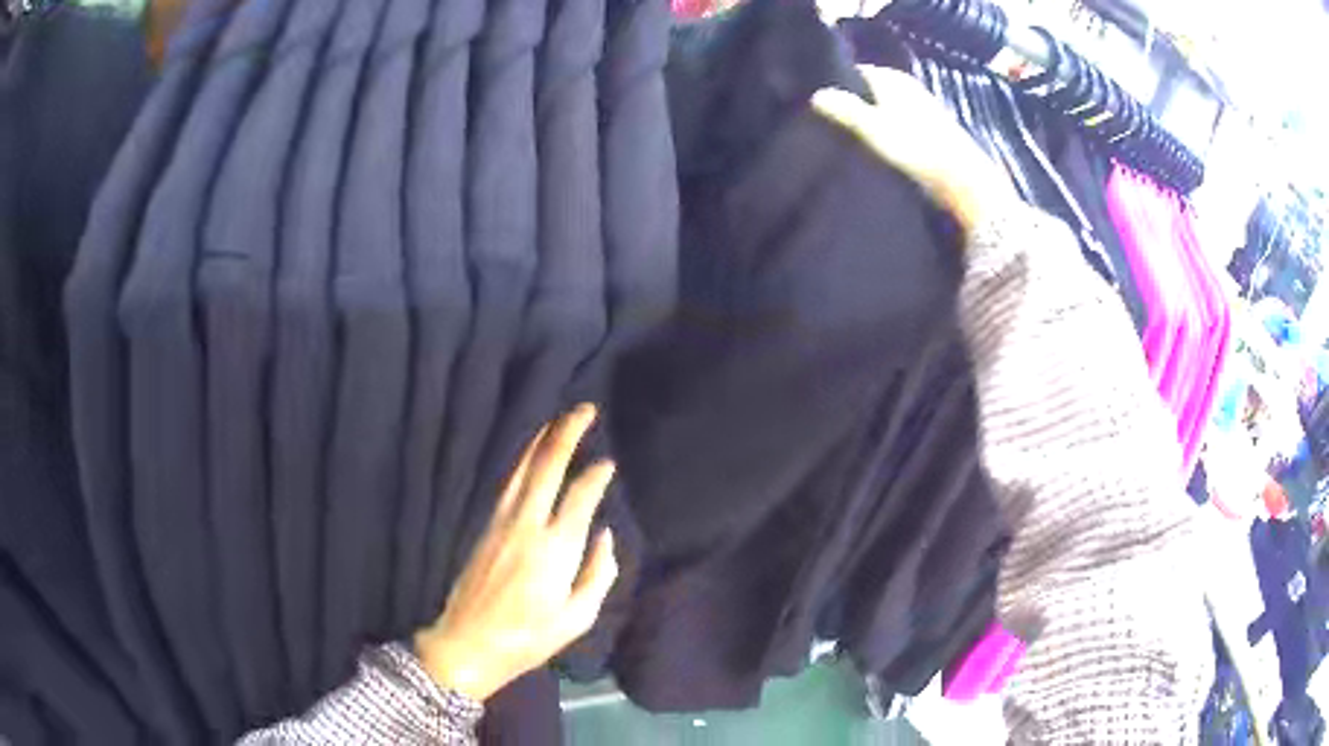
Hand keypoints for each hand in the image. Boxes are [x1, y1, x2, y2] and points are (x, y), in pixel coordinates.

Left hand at [414, 405, 617, 700]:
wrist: (469, 644)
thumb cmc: (529, 638)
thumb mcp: (578, 618)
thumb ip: (598, 573)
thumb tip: (604, 535)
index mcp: (555, 550)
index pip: (580, 497)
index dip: (596, 476)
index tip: (609, 463)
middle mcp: (526, 526)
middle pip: (546, 467)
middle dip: (566, 433)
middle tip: (584, 409)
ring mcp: (500, 523)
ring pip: (521, 469)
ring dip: (539, 440)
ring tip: (556, 420)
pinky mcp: (485, 527)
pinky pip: (508, 484)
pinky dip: (521, 462)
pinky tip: (529, 456)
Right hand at [811, 65, 1015, 236]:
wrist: (963, 180)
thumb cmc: (917, 148)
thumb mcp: (873, 128)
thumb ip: (845, 109)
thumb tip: (815, 95)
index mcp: (892, 78)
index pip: (856, 71)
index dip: (837, 82)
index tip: (818, 100)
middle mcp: (908, 86)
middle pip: (872, 89)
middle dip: (854, 100)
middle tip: (828, 119)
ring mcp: (923, 108)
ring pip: (886, 106)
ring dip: (871, 117)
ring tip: (849, 134)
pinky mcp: (933, 130)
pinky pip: (900, 122)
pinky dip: (889, 129)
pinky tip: (879, 146)